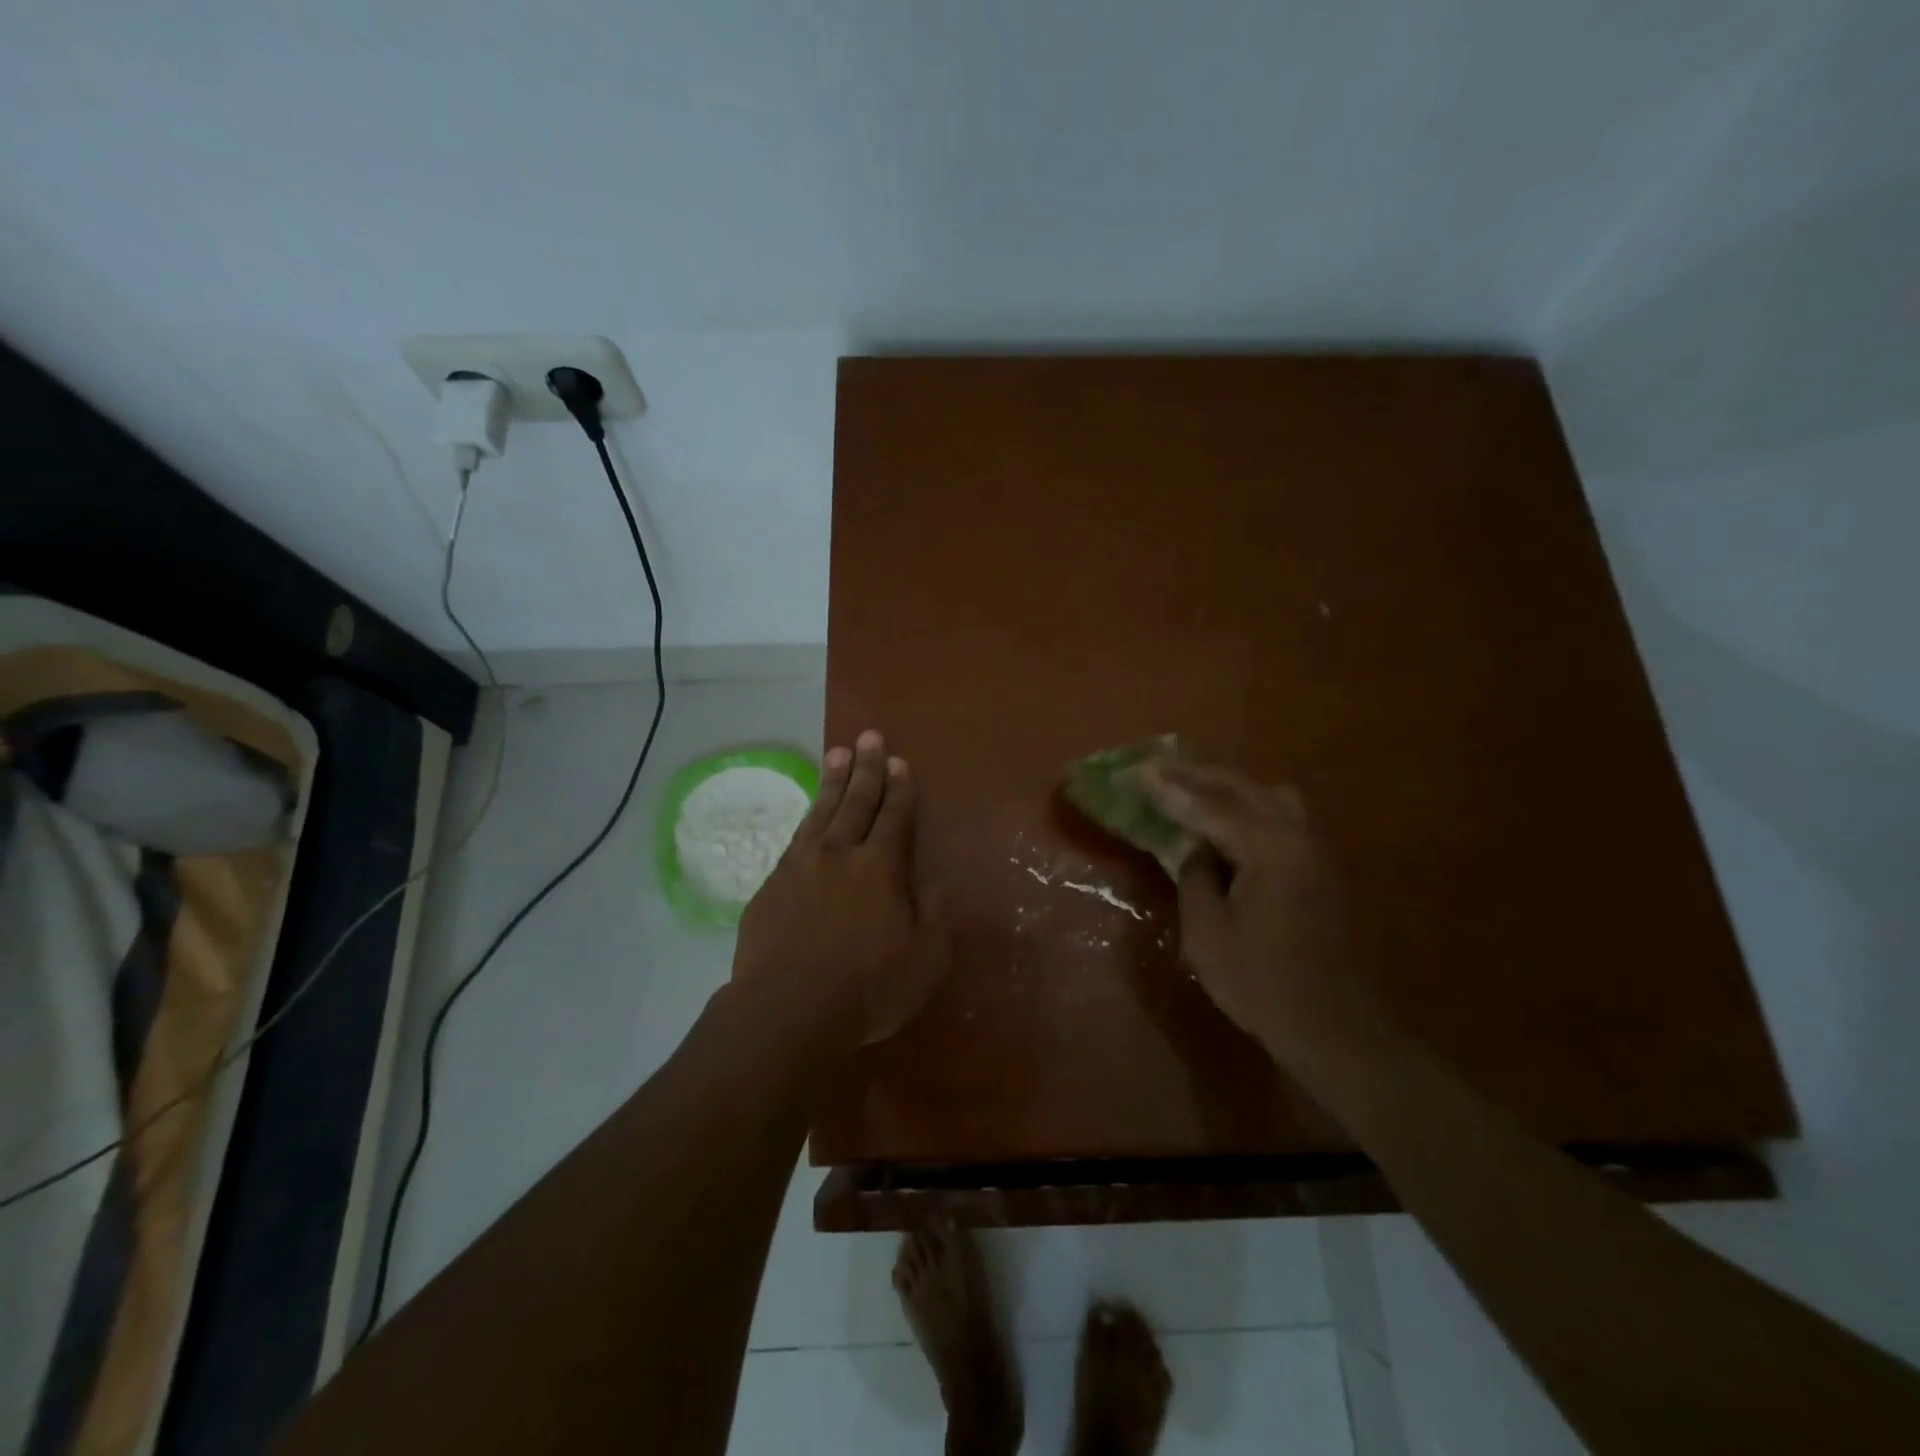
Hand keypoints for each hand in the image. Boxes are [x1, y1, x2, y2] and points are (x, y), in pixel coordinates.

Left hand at [733, 730, 949, 1046]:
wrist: (785, 1011)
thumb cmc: (866, 989)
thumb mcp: (925, 960)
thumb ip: (935, 915)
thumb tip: (934, 882)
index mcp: (880, 867)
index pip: (894, 816)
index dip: (900, 788)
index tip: (900, 761)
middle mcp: (840, 854)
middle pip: (856, 801)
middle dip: (866, 767)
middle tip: (869, 737)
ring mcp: (800, 866)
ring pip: (821, 811)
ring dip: (833, 781)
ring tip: (837, 753)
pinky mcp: (771, 885)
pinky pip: (796, 837)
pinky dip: (807, 816)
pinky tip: (810, 812)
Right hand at [1140, 760, 1375, 1060]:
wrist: (1335, 1028)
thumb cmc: (1262, 984)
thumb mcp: (1207, 933)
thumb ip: (1195, 877)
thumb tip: (1197, 851)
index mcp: (1270, 849)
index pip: (1211, 806)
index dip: (1171, 788)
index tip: (1140, 770)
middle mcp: (1299, 837)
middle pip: (1245, 788)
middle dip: (1199, 775)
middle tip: (1160, 769)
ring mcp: (1319, 851)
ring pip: (1272, 797)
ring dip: (1231, 788)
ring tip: (1196, 793)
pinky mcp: (1325, 869)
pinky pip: (1285, 818)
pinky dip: (1253, 808)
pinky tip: (1231, 825)